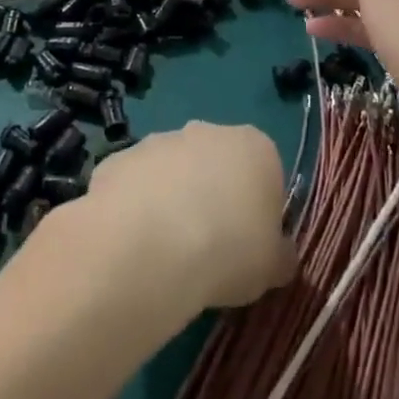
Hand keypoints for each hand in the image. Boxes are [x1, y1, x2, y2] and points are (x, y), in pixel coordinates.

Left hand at [84, 123, 295, 309]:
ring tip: (167, 252)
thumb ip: (279, 255)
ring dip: (172, 201)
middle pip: (217, 164)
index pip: (266, 172)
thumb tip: (278, 256)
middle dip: (213, 197)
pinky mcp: (119, 157)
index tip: (251, 245)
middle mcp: (207, 131)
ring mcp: (159, 140)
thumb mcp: (273, 267)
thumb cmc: (227, 250)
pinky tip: (135, 244)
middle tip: (210, 249)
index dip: (259, 210)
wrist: (148, 245)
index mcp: (255, 148)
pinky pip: (135, 185)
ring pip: (173, 172)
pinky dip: (136, 208)